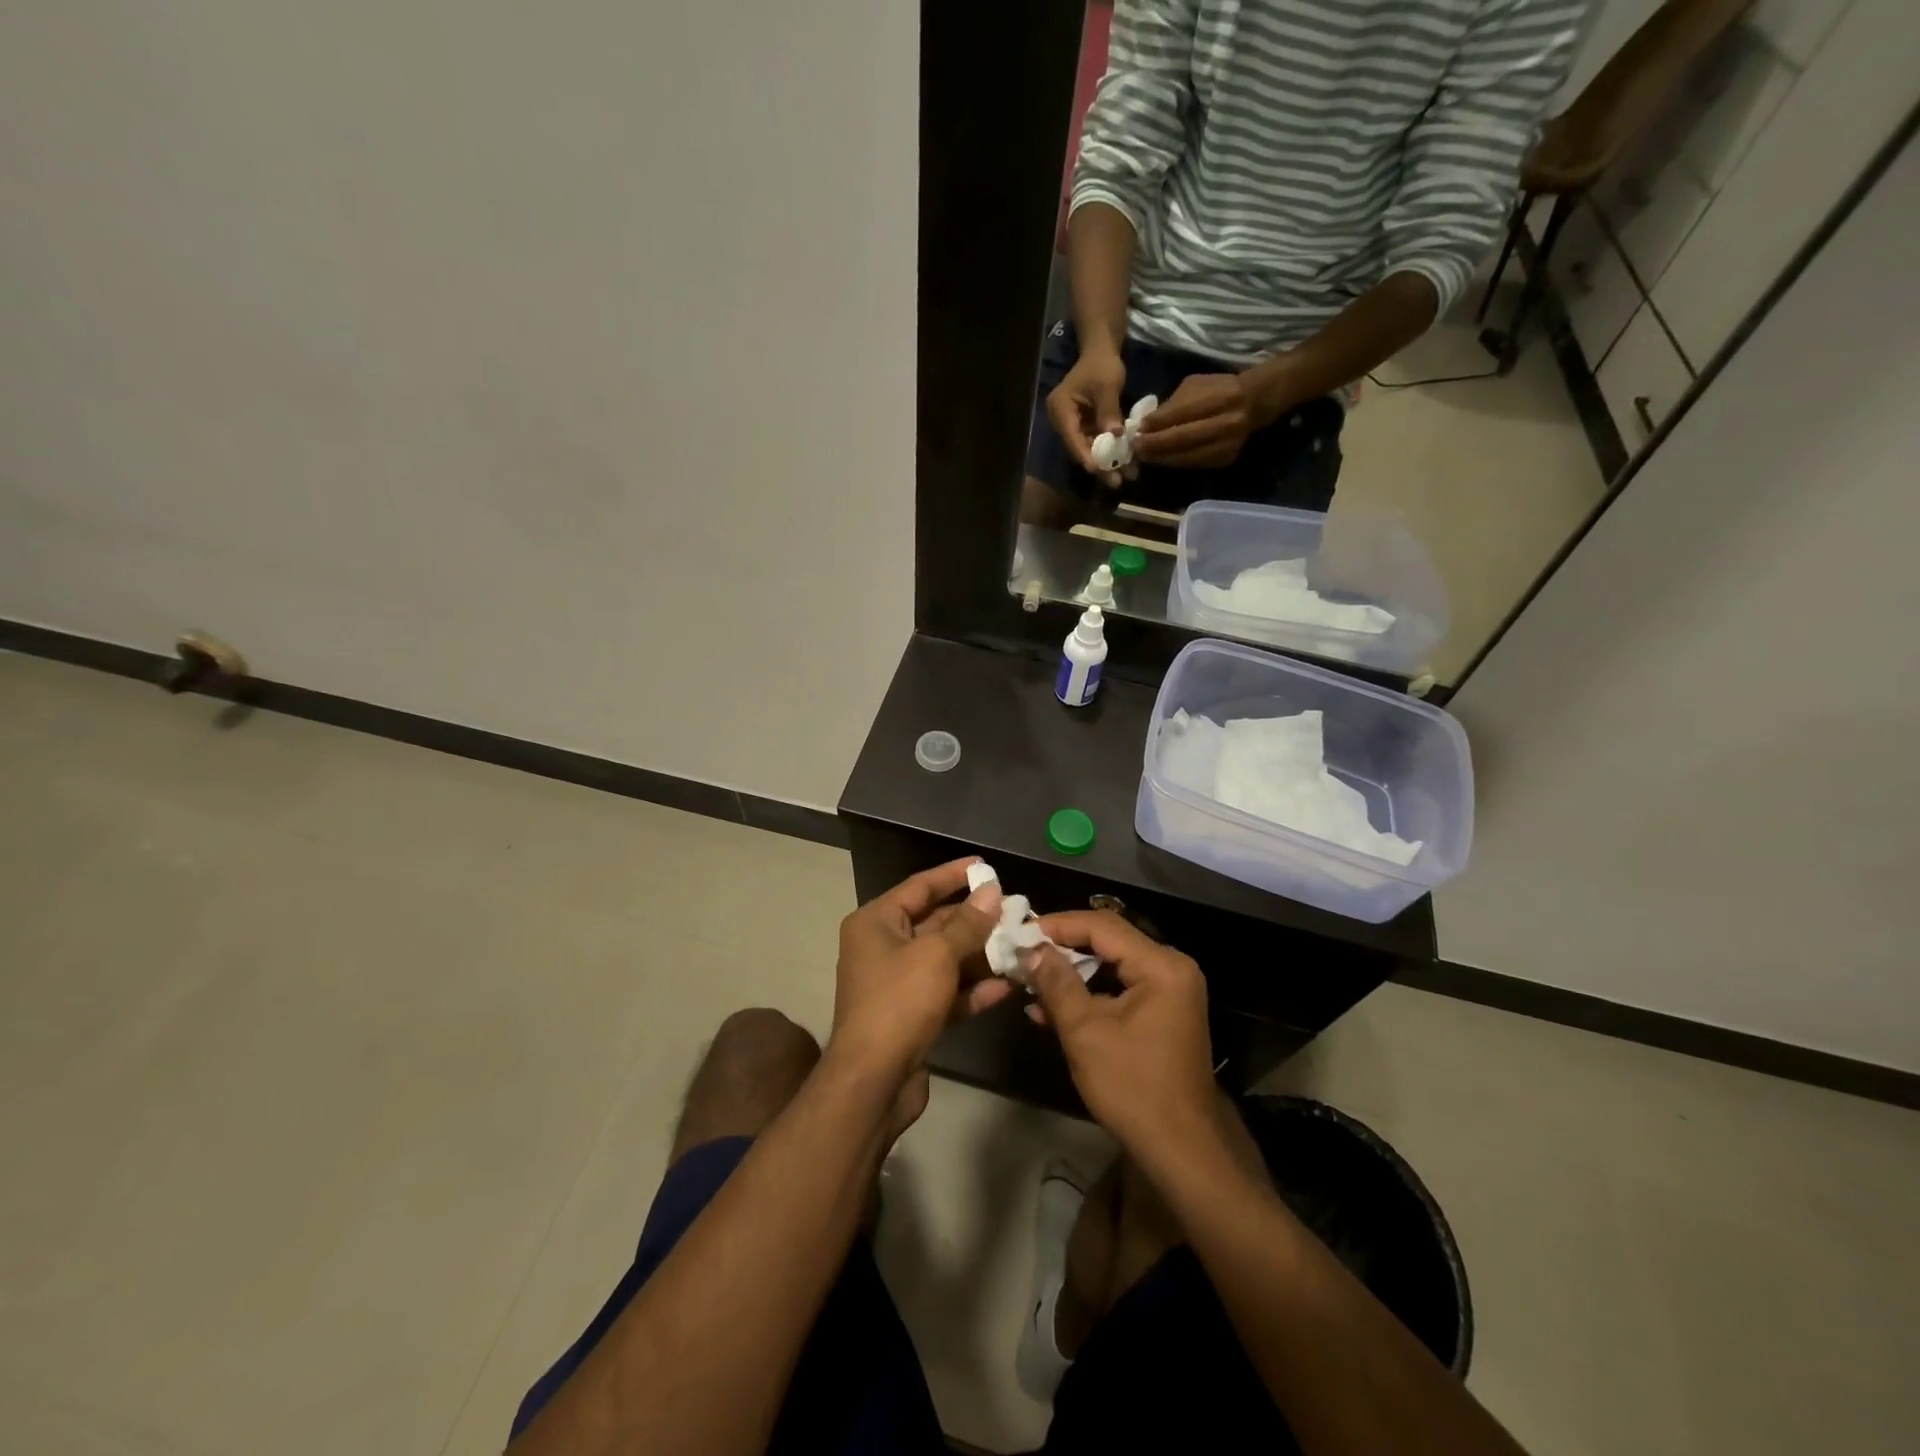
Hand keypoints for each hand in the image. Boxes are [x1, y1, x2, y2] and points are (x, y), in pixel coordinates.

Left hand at [830, 858, 1009, 1089]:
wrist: (873, 1081)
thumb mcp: (937, 954)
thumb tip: (992, 891)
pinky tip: (1008, 985)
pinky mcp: (912, 1015)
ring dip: (981, 955)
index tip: (986, 866)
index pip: (919, 886)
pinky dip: (973, 989)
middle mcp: (883, 947)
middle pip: (935, 923)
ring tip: (1020, 945)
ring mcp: (898, 984)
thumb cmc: (899, 1002)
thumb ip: (968, 923)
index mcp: (876, 922)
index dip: (953, 875)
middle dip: (975, 920)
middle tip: (1015, 911)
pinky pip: (947, 992)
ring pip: (945, 959)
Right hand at [1025, 911, 1217, 1161]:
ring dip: (1072, 972)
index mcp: (1161, 966)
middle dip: (1063, 947)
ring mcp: (1170, 991)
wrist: (1181, 1150)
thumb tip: (1031, 949)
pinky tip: (1052, 1007)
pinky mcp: (1164, 1012)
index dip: (1059, 925)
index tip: (1022, 931)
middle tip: (1024, 952)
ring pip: (1112, 965)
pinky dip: (1090, 994)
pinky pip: (1121, 988)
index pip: (1103, 926)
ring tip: (1030, 979)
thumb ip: (1057, 983)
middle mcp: (1172, 968)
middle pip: (1109, 941)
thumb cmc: (1133, 1088)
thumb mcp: (1085, 1032)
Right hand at [1046, 347, 1128, 486]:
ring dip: (1109, 462)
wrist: (1102, 352)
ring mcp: (1074, 427)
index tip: (1096, 470)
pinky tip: (1128, 464)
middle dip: (1100, 465)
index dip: (1084, 454)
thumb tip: (1116, 435)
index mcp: (1060, 409)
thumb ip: (1109, 411)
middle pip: (1080, 448)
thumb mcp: (1107, 385)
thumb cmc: (1101, 364)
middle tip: (1116, 482)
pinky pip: (1098, 444)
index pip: (1071, 437)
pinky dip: (1112, 453)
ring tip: (1128, 475)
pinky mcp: (1085, 428)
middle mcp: (1063, 422)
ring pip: (1090, 450)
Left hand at [1134, 372, 1275, 467]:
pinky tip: (1161, 459)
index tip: (1138, 428)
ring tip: (1143, 456)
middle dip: (1155, 444)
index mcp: (1221, 397)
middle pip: (1184, 438)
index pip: (1182, 413)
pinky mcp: (1225, 459)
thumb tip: (1145, 424)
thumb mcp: (1196, 386)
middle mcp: (1227, 422)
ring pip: (1187, 456)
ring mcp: (1228, 444)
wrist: (1253, 403)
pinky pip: (1193, 464)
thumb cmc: (1218, 390)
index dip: (1157, 423)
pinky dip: (1174, 462)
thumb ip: (1172, 404)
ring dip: (1161, 458)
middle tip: (1135, 447)